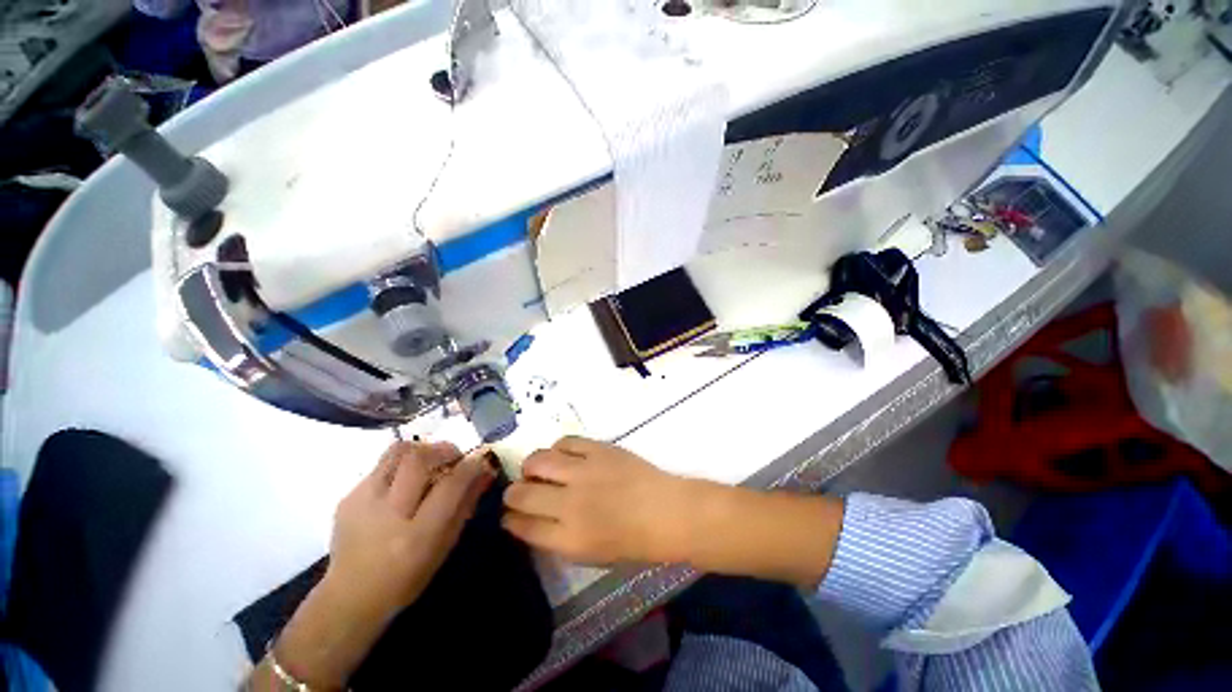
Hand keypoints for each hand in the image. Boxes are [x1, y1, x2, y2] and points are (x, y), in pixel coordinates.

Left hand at [326, 441, 495, 617]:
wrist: (348, 597)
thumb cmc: (406, 578)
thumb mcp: (445, 546)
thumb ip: (466, 504)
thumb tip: (484, 471)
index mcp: (417, 535)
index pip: (450, 485)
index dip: (470, 466)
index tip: (480, 460)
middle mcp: (388, 514)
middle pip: (419, 458)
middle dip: (444, 450)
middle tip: (454, 457)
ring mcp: (362, 502)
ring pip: (397, 452)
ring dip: (422, 450)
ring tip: (431, 462)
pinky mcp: (348, 497)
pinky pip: (382, 465)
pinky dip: (401, 465)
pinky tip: (404, 483)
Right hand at [502, 436, 843, 587]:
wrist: (668, 511)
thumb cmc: (635, 542)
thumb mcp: (592, 555)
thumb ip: (559, 538)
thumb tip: (535, 519)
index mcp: (568, 538)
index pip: (522, 525)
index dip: (511, 519)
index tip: (510, 514)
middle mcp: (569, 504)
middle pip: (522, 492)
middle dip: (514, 493)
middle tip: (520, 491)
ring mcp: (583, 472)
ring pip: (538, 460)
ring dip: (532, 466)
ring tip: (538, 469)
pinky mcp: (598, 449)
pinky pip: (566, 442)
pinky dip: (558, 448)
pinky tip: (563, 455)